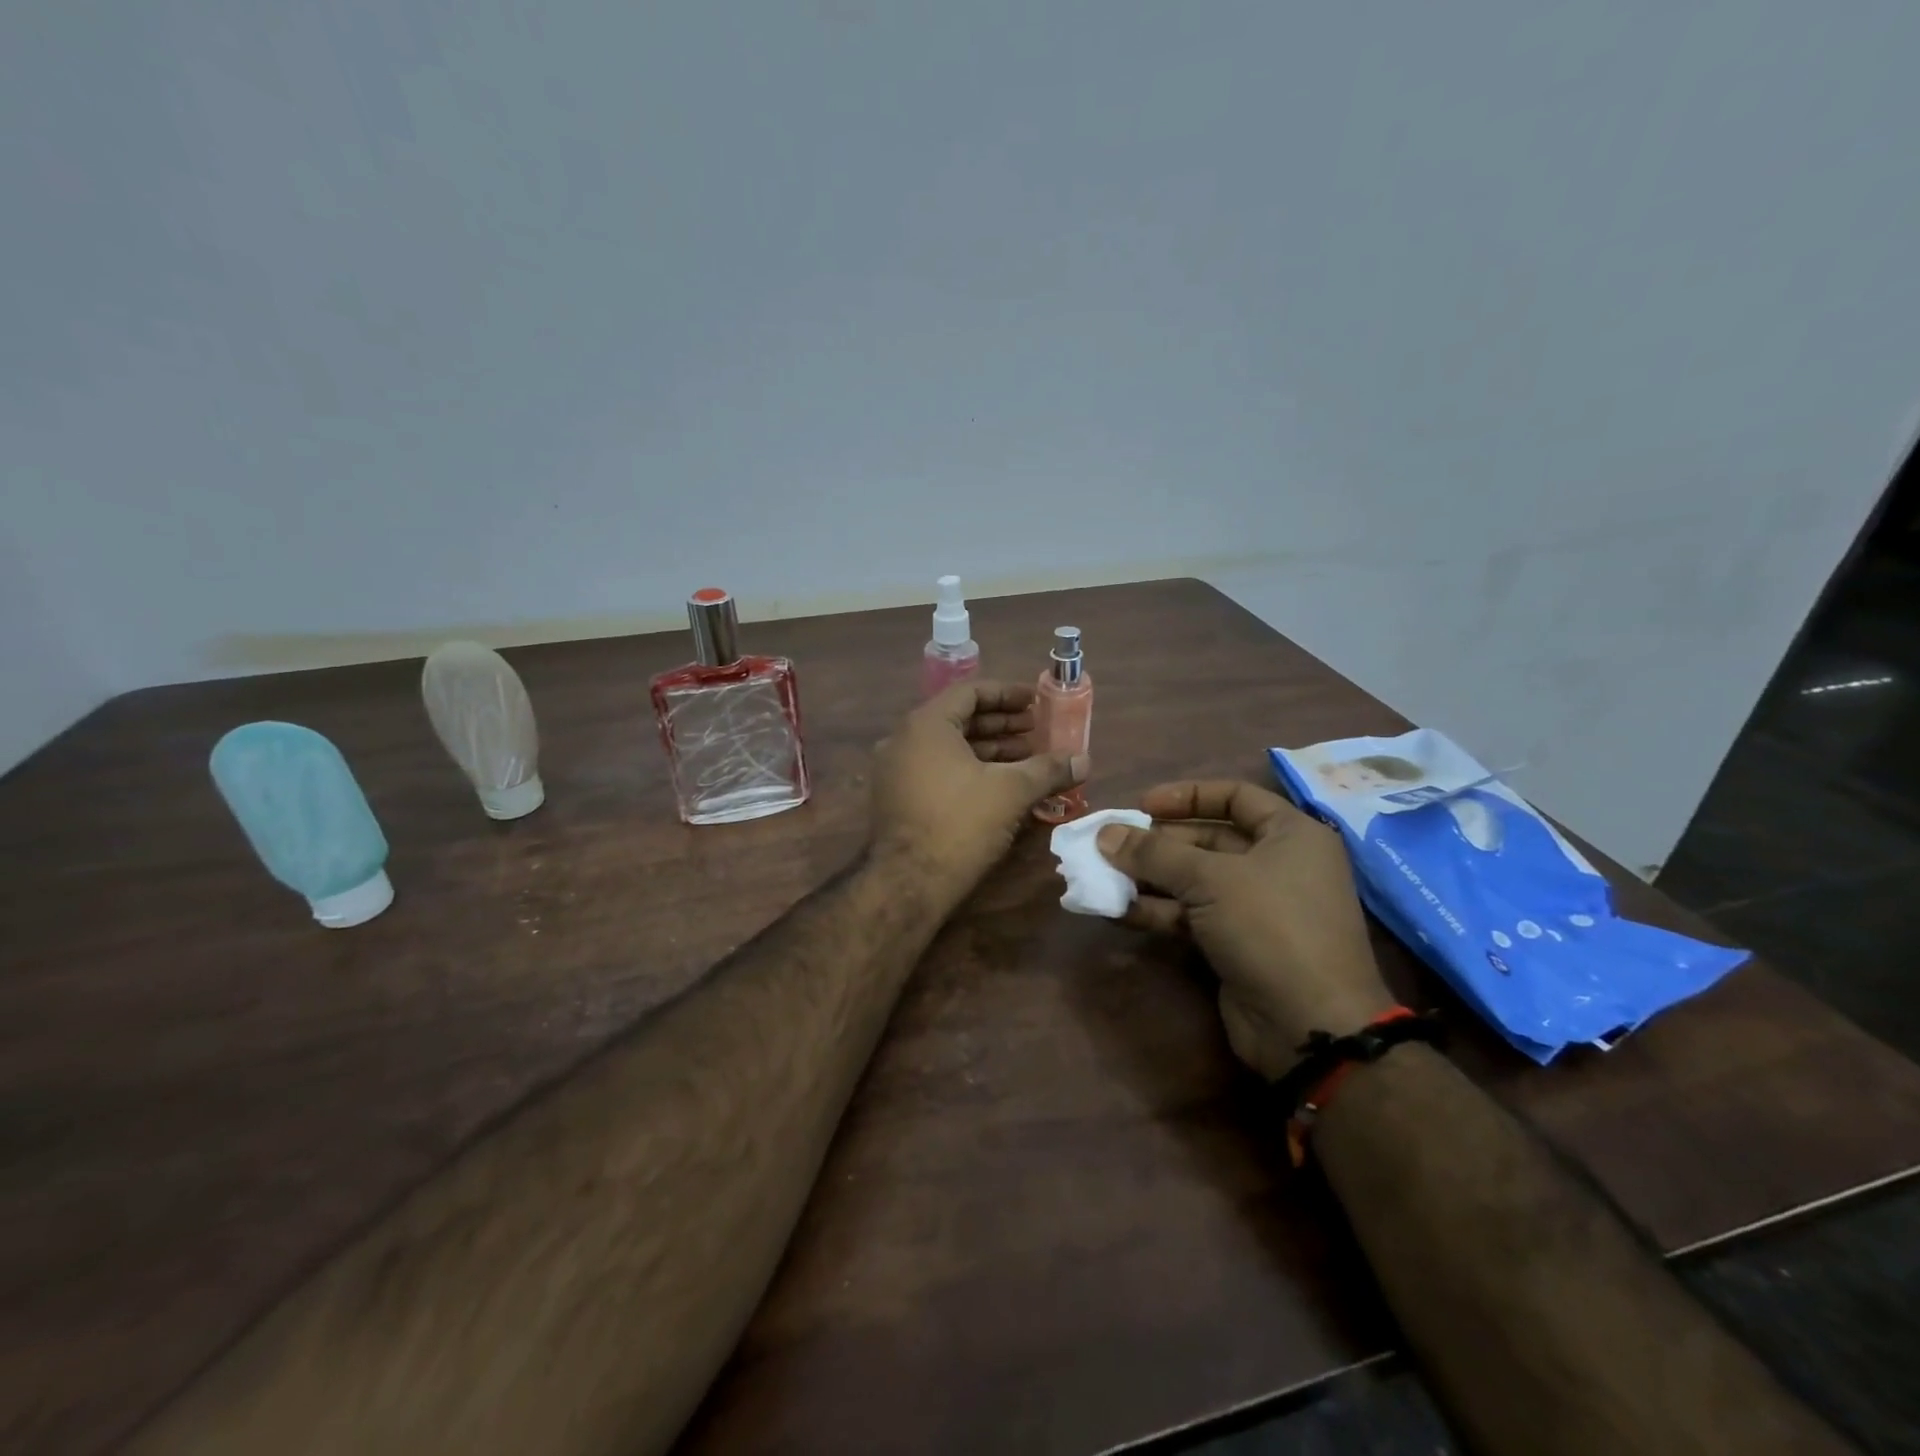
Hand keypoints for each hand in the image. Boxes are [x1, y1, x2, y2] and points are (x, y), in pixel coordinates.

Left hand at [870, 682, 1085, 897]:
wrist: (908, 883)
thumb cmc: (960, 823)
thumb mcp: (1011, 791)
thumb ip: (1048, 769)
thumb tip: (1085, 760)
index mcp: (925, 725)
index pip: (970, 692)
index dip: (1007, 694)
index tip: (1035, 702)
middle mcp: (903, 740)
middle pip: (959, 720)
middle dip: (1001, 725)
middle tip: (1037, 732)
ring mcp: (894, 771)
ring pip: (948, 749)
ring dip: (988, 750)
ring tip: (1026, 760)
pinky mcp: (895, 799)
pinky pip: (936, 771)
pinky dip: (968, 771)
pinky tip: (999, 787)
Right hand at [1096, 781, 1395, 1079]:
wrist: (1308, 1025)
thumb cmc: (1269, 927)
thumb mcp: (1209, 879)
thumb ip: (1154, 853)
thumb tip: (1104, 834)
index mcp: (1291, 835)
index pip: (1236, 795)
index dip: (1187, 795)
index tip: (1142, 805)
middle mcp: (1278, 865)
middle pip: (1209, 839)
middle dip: (1158, 842)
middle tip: (1113, 844)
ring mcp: (1258, 908)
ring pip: (1195, 880)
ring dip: (1151, 878)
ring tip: (1104, 876)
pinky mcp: (1238, 943)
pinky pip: (1193, 915)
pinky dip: (1159, 911)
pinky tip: (1118, 911)